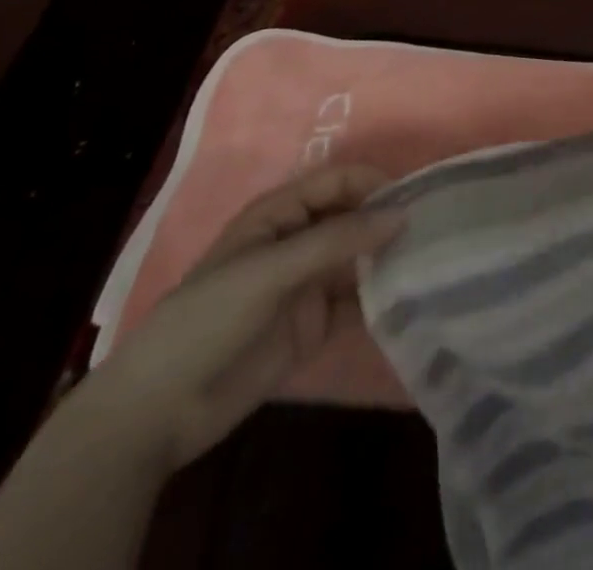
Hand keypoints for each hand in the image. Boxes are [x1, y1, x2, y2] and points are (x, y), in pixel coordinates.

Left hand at [83, 163, 401, 469]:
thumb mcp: (270, 270)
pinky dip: (383, 296)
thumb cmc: (207, 320)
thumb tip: (402, 214)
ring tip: (432, 260)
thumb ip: (337, 240)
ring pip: (360, 257)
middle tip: (434, 228)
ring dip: (390, 257)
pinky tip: (411, 297)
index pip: (337, 181)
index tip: (415, 196)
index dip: (373, 183)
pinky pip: (358, 300)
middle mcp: (299, 240)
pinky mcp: (316, 324)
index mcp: (281, 214)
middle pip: (354, 216)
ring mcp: (308, 283)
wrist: (158, 412)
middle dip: (388, 218)